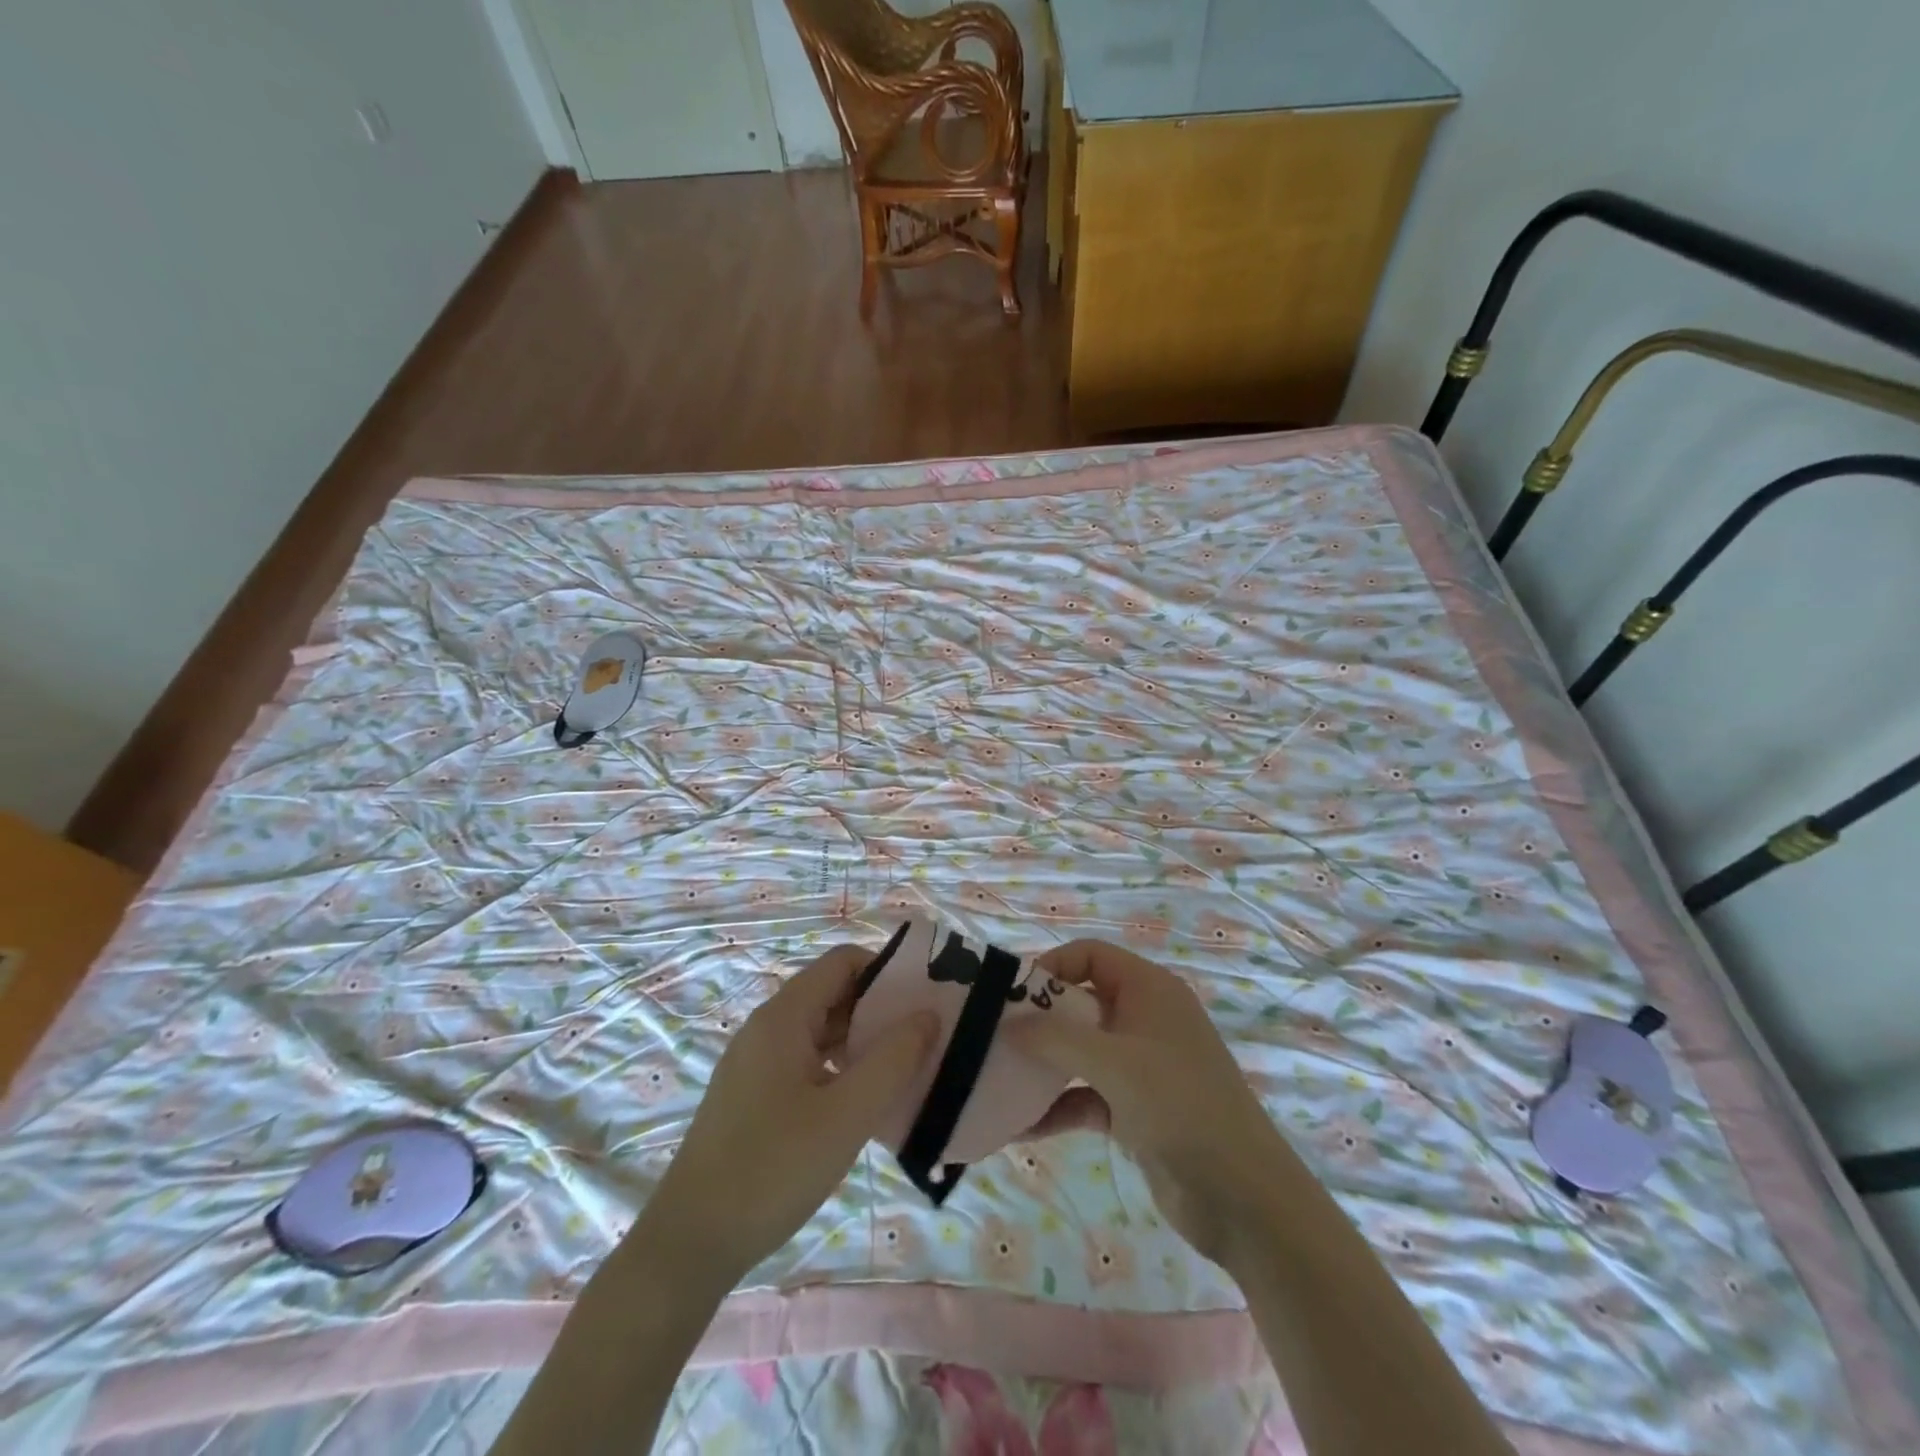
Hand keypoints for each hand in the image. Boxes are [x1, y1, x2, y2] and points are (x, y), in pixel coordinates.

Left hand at [635, 944, 935, 1285]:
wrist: (689, 1244)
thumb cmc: (772, 1170)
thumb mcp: (846, 1116)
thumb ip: (893, 1060)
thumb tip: (928, 1013)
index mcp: (783, 1017)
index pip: (842, 962)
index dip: (886, 971)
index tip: (924, 1000)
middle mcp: (766, 1027)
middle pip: (832, 993)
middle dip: (879, 1008)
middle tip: (923, 1038)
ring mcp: (756, 1062)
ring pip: (820, 1030)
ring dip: (861, 1041)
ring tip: (902, 1070)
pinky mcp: (752, 1095)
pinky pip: (805, 1061)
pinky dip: (839, 1068)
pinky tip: (861, 1102)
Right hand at [1007, 939, 1294, 1269]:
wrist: (1242, 1197)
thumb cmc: (1179, 1106)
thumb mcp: (1113, 1063)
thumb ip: (1055, 1038)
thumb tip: (1006, 1024)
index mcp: (1149, 989)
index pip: (1091, 955)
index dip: (1052, 967)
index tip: (1014, 997)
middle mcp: (1144, 1018)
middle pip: (1080, 1002)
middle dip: (1039, 1020)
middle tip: (996, 1038)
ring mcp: (1141, 1065)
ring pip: (1080, 1051)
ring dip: (1044, 1066)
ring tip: (999, 1080)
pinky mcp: (1136, 1108)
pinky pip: (1087, 1094)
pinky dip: (1058, 1106)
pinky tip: (1021, 1128)